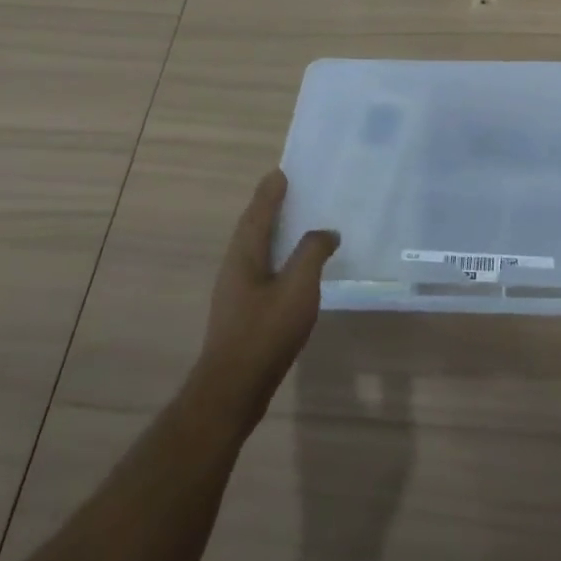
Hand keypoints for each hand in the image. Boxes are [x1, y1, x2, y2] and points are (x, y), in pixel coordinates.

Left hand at [194, 170, 338, 431]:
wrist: (233, 388)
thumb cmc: (265, 332)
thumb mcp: (297, 288)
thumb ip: (312, 253)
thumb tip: (326, 231)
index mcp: (245, 255)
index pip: (258, 213)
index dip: (270, 193)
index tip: (280, 173)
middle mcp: (235, 267)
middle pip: (252, 229)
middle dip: (268, 208)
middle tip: (287, 190)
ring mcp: (236, 291)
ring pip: (255, 250)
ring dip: (271, 232)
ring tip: (293, 222)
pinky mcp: (242, 311)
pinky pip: (261, 269)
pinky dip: (276, 256)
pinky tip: (291, 268)